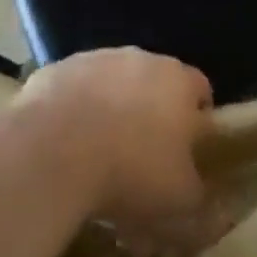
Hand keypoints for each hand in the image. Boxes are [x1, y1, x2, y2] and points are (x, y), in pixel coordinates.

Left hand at [15, 48, 212, 222]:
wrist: (55, 151)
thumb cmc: (131, 170)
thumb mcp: (179, 198)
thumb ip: (197, 189)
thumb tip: (196, 187)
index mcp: (179, 82)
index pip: (201, 89)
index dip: (196, 118)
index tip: (186, 149)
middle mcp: (141, 58)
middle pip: (154, 80)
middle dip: (151, 110)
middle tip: (140, 152)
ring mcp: (97, 59)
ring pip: (112, 81)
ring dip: (111, 106)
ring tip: (98, 149)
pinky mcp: (59, 68)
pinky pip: (74, 88)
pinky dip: (74, 109)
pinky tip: (63, 142)